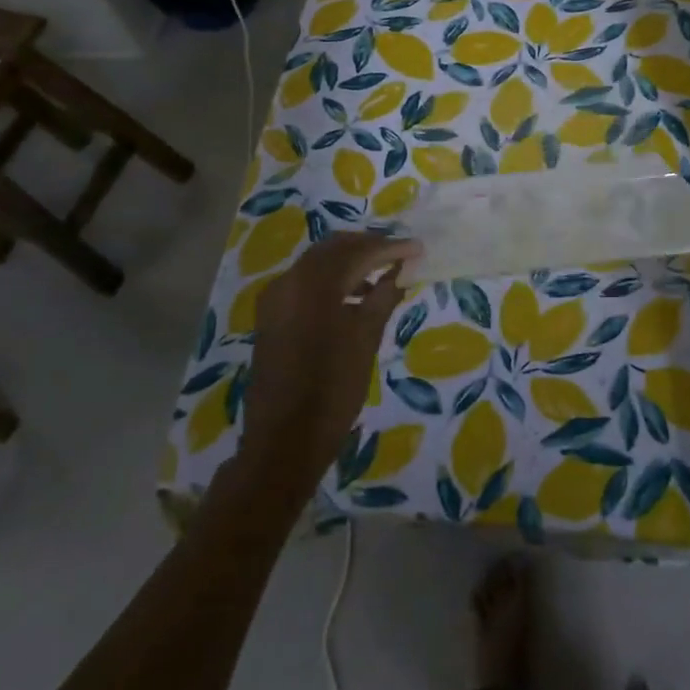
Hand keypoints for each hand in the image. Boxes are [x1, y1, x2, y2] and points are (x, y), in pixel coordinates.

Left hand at [237, 232, 418, 489]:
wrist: (283, 442)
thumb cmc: (332, 390)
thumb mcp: (366, 340)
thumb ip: (383, 297)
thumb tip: (401, 270)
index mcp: (313, 286)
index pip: (357, 252)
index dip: (390, 248)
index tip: (417, 248)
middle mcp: (289, 282)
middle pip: (333, 249)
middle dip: (368, 247)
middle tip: (400, 255)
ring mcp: (276, 298)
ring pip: (317, 264)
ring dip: (350, 263)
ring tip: (382, 276)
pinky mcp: (271, 316)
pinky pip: (305, 283)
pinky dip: (331, 281)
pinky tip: (355, 298)